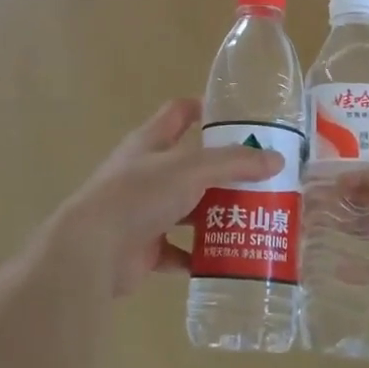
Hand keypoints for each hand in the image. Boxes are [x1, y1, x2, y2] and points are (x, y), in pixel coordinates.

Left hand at [43, 98, 280, 299]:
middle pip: (191, 165)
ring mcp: (144, 211)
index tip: (238, 117)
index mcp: (150, 142)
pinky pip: (179, 251)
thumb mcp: (191, 169)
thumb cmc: (139, 195)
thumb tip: (276, 160)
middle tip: (262, 178)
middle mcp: (146, 173)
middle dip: (224, 172)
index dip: (204, 108)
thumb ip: (234, 163)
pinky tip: (228, 259)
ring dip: (216, 214)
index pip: (178, 112)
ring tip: (254, 218)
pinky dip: (200, 256)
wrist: (92, 250)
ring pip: (188, 209)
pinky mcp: (144, 247)